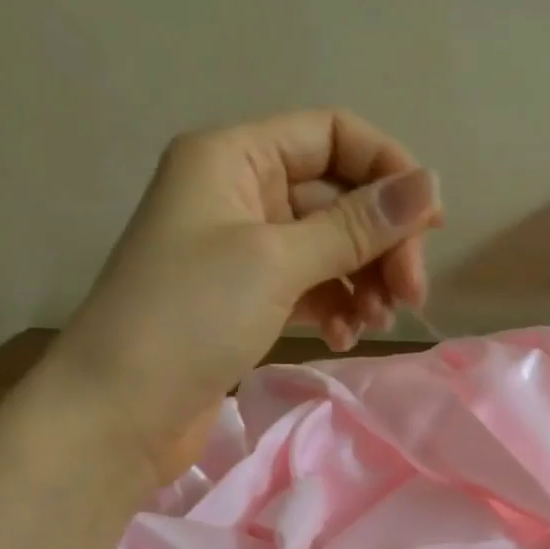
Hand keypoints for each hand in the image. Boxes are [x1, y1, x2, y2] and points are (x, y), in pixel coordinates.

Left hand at [51, 108, 442, 468]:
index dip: (387, 170)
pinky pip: (310, 287)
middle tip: (412, 295)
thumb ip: (356, 225)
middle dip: (381, 241)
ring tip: (378, 322)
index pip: (332, 136)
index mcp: (234, 156)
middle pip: (337, 196)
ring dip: (363, 279)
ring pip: (328, 247)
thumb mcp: (277, 262)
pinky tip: (343, 336)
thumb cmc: (189, 317)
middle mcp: (239, 192)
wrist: (118, 412)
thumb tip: (430, 185)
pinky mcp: (246, 299)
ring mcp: (242, 249)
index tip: (430, 226)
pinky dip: (335, 306)